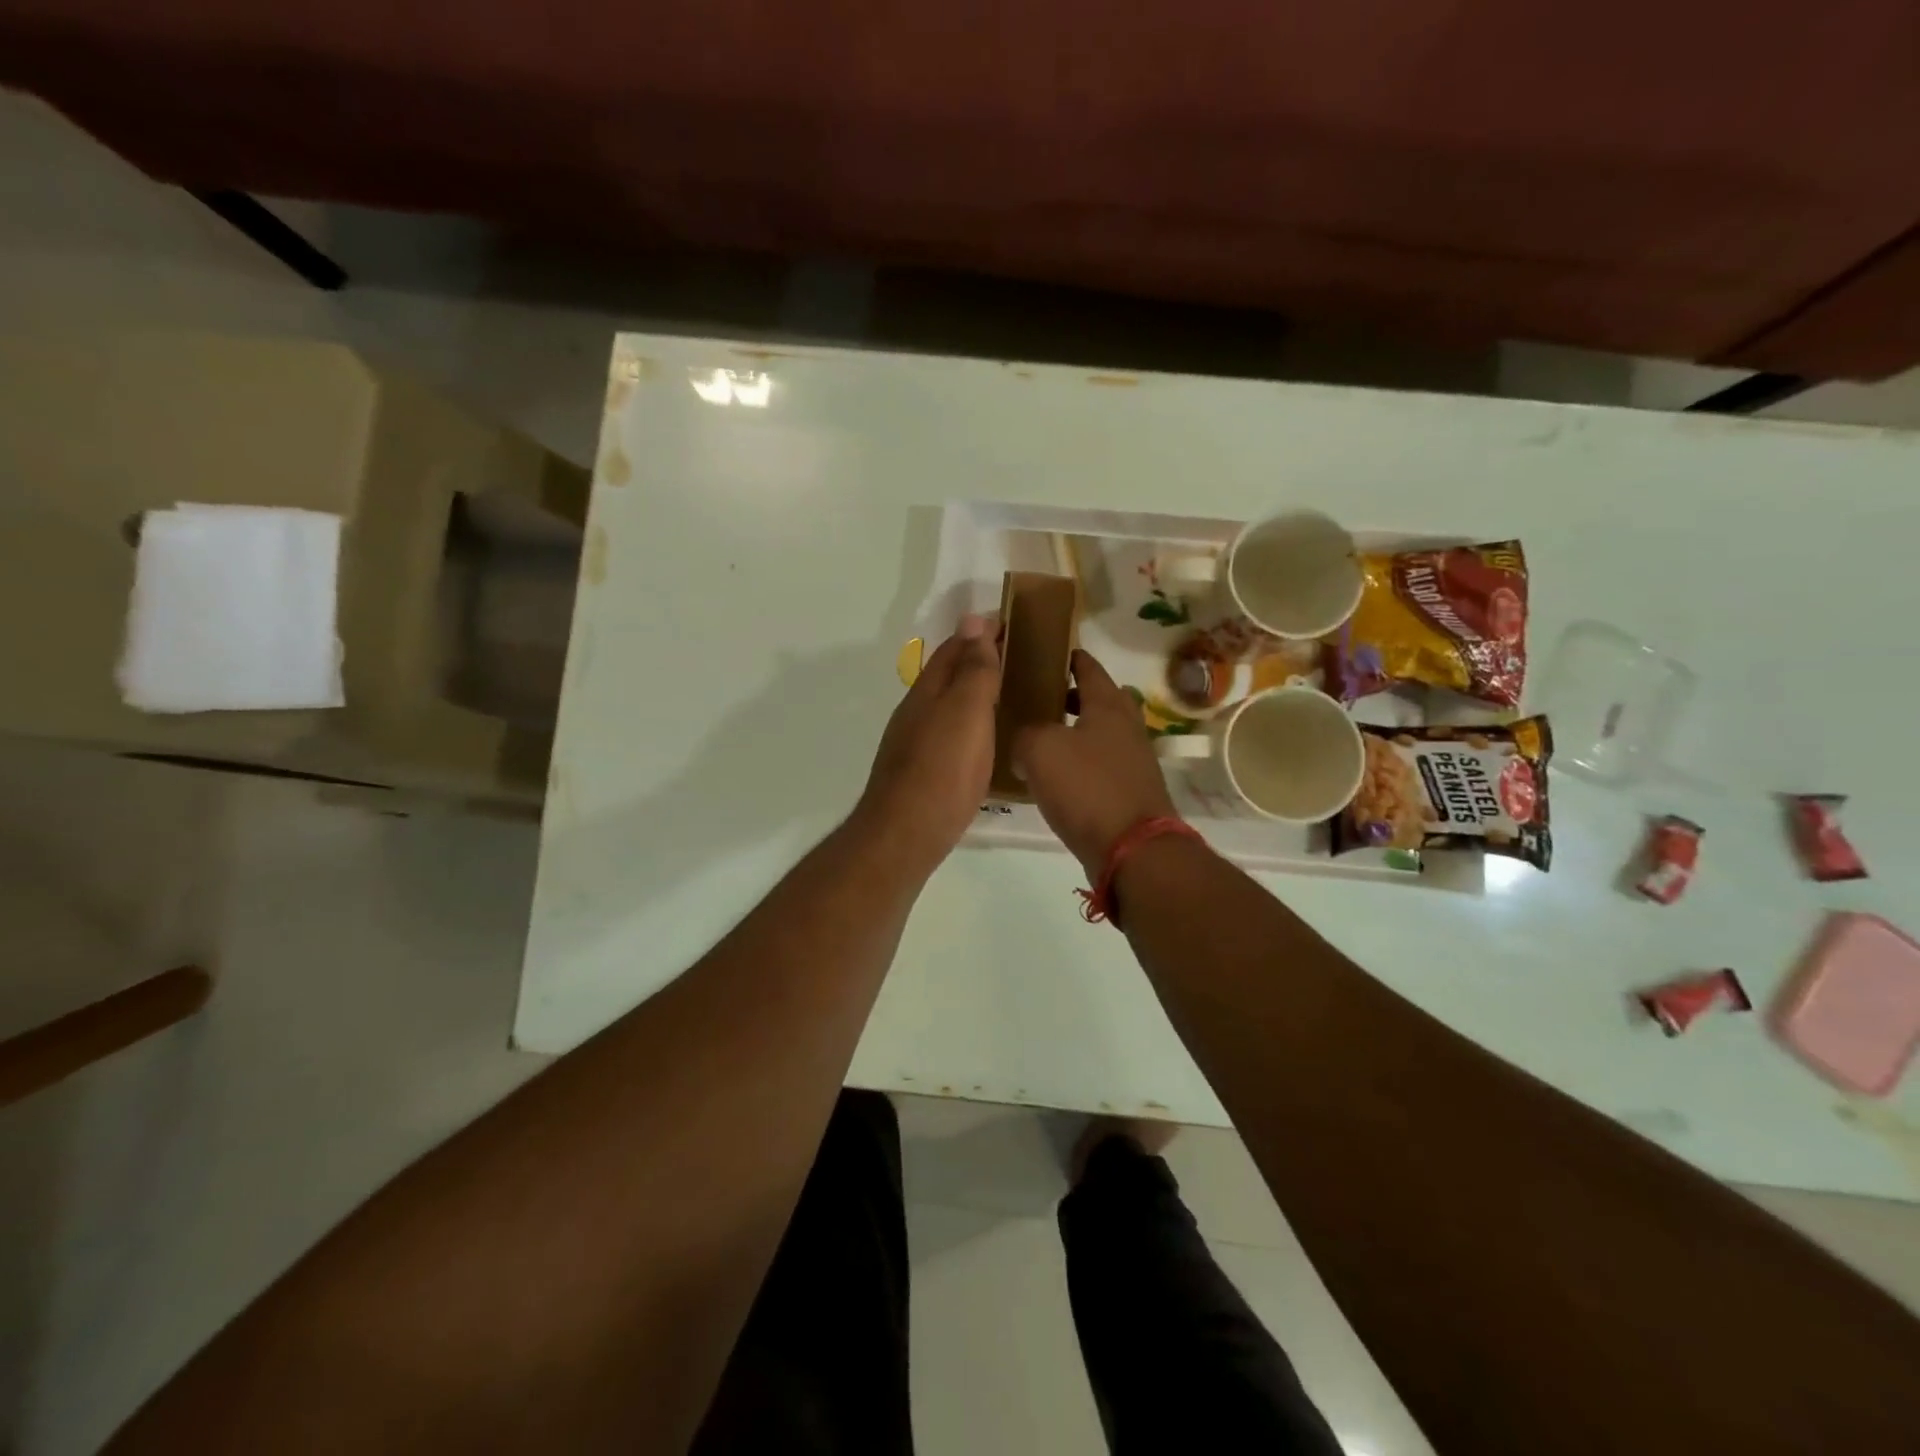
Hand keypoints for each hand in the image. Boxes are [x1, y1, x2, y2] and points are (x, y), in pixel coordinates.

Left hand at [856, 615, 999, 873]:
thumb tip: (974, 620)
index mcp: (928, 691)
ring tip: (1010, 695)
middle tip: (1019, 658)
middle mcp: (916, 712)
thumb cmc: (942, 768)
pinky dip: (971, 724)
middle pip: (948, 675)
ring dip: (974, 693)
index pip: (955, 647)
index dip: (981, 632)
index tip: (1013, 622)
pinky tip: (986, 740)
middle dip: (978, 660)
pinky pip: (950, 734)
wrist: (906, 834)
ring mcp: (915, 743)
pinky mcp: (922, 772)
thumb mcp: (966, 711)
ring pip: (948, 706)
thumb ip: (974, 669)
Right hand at [1014, 649, 1176, 875]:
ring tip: (1042, 739)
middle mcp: (1127, 727)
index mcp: (1108, 706)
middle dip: (1073, 696)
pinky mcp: (1132, 792)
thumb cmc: (1086, 788)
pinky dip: (1082, 763)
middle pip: (1101, 700)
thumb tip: (1024, 742)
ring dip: (1077, 732)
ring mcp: (1134, 761)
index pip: (1089, 668)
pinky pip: (1102, 765)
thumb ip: (1025, 734)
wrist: (1132, 849)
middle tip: (1041, 699)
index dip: (1069, 658)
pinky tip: (1057, 778)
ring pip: (1101, 734)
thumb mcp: (1040, 750)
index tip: (1049, 653)